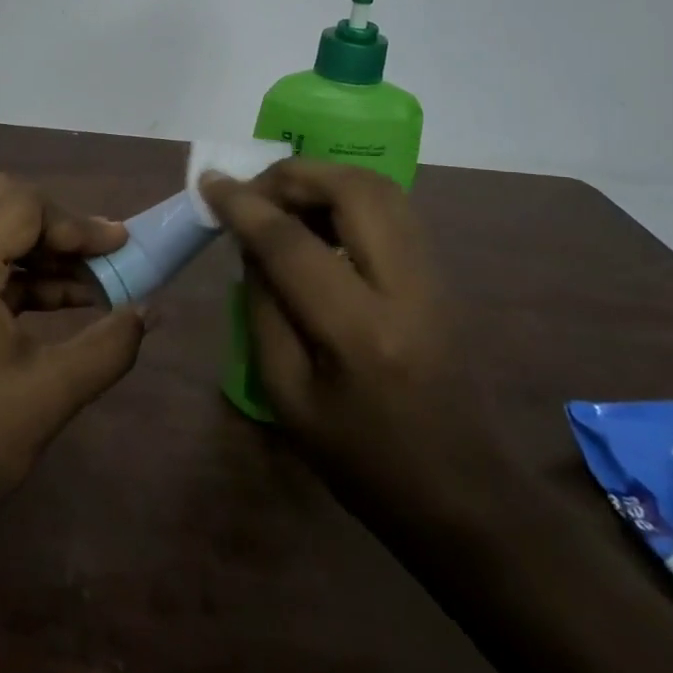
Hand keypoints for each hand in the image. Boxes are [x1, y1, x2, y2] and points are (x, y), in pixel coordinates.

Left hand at [0, 174, 147, 541]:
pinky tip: (60, 301)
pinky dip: (18, 270)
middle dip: (59, 225)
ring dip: (41, 248)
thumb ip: (108, 346)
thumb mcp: (49, 395)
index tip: (122, 250)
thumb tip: (152, 311)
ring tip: (93, 284)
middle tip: (102, 258)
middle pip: (4, 201)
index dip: (78, 223)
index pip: (24, 205)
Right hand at [202, 160, 494, 518]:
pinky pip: (393, 209)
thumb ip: (262, 308)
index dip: (244, 206)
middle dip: (293, 175)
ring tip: (282, 201)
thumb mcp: (285, 395)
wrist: (462, 496)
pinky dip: (347, 197)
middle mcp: (408, 290)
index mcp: (360, 334)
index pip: (291, 244)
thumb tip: (250, 243)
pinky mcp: (444, 277)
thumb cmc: (361, 461)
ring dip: (323, 179)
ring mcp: (437, 278)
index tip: (210, 183)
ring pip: (381, 189)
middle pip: (354, 190)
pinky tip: (320, 222)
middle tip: (254, 192)